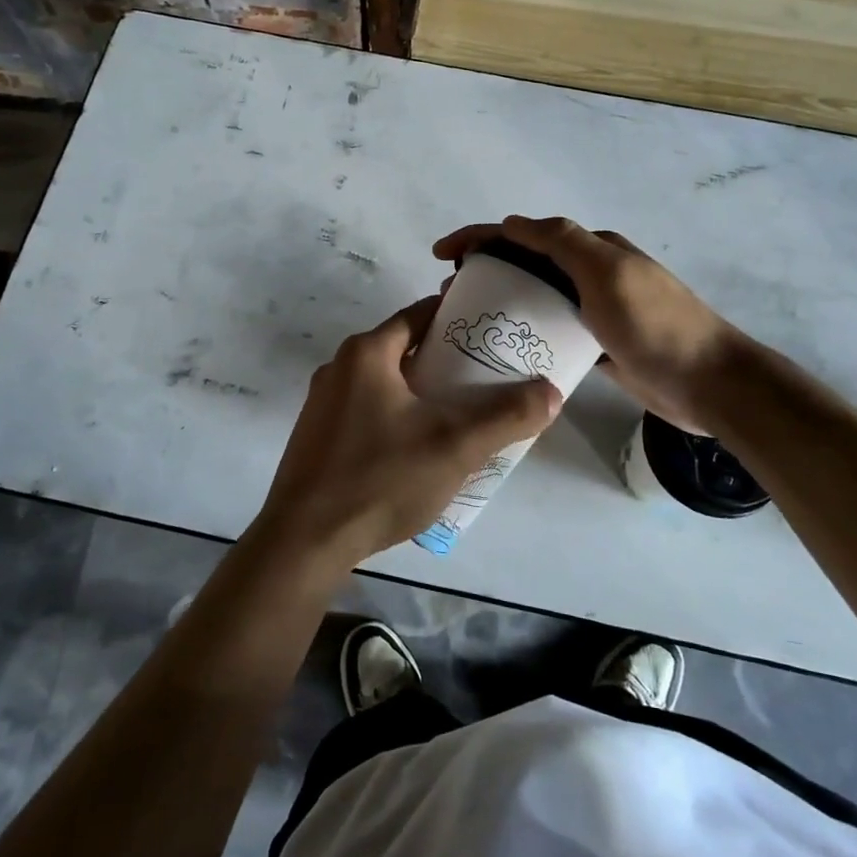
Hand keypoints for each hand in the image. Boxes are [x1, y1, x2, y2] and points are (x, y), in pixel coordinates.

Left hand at [254, 296, 561, 570]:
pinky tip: (420, 447)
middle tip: (487, 377)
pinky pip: (367, 410)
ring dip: (421, 390)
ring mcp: (323, 403)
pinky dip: (397, 414)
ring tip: (461, 412)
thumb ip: (506, 417)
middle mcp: (340, 367)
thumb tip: (552, 391)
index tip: (492, 331)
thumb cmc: (380, 479)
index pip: (420, 315)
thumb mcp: (454, 447)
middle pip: (403, 348)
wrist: (304, 541)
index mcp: (367, 353)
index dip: (458, 318)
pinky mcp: (317, 436)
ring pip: (385, 382)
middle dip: (445, 359)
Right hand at [433, 215, 745, 435]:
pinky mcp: (596, 345)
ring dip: (500, 302)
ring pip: (535, 299)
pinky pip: (550, 331)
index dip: (480, 237)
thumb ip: (562, 242)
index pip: (525, 233)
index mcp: (592, 249)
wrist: (708, 382)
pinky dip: (525, 334)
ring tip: (466, 322)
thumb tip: (512, 222)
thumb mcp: (608, 272)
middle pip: (526, 264)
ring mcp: (594, 310)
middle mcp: (591, 273)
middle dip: (484, 270)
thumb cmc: (655, 324)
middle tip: (448, 295)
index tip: (441, 253)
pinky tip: (503, 350)